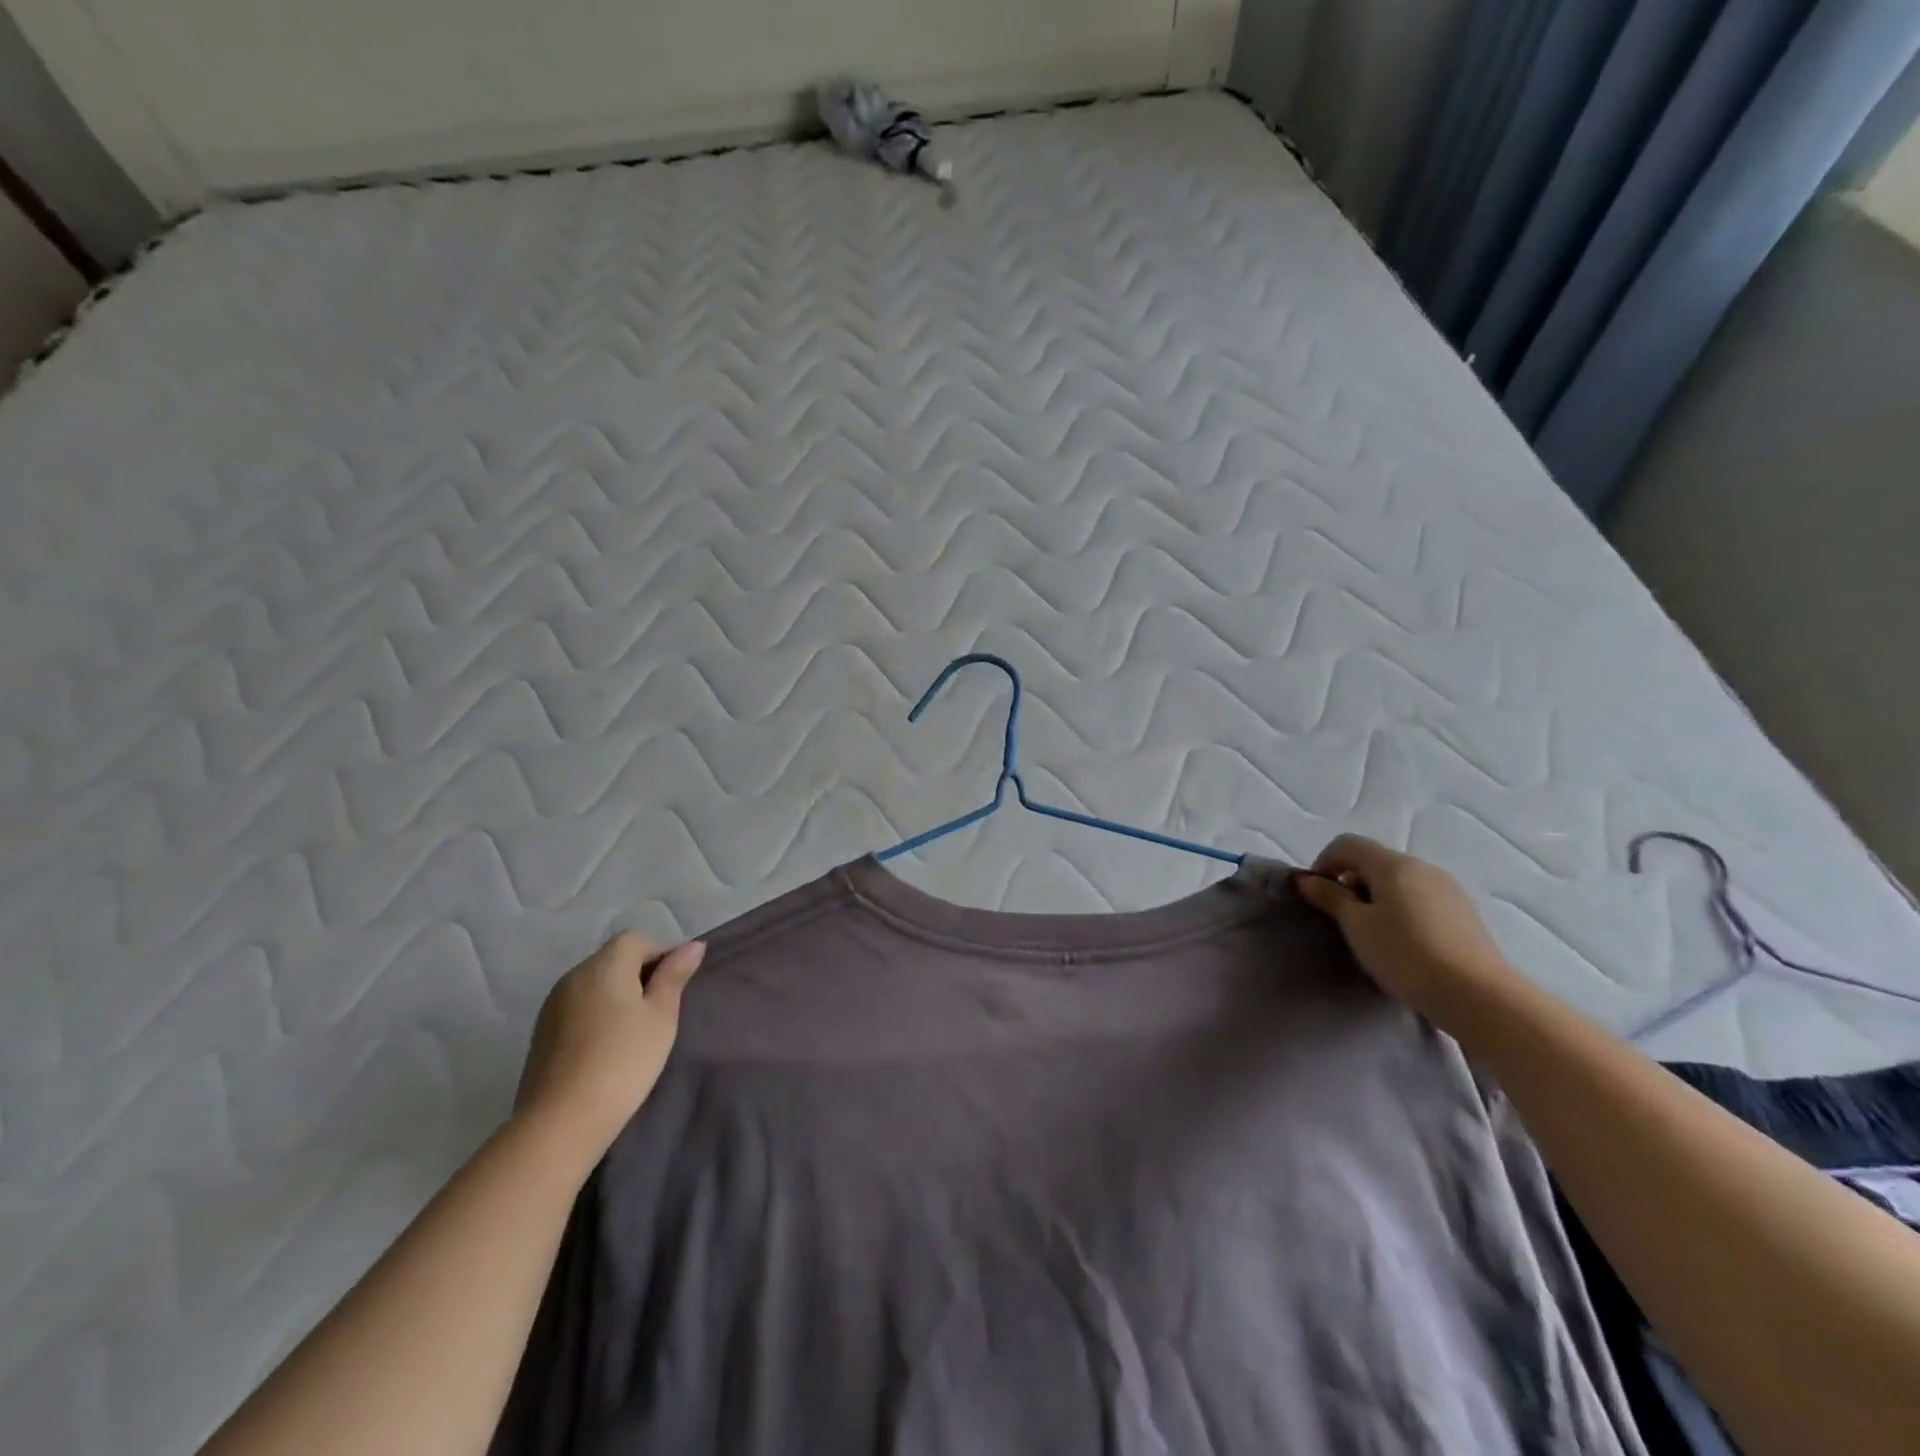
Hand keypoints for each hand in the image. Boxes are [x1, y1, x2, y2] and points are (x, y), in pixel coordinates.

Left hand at [514, 932, 705, 1159]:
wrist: (561, 1122)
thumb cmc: (624, 1061)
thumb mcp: (661, 1016)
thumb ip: (674, 976)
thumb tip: (692, 945)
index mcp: (604, 965)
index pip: (636, 940)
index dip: (660, 954)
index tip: (675, 987)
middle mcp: (574, 976)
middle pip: (613, 959)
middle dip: (639, 975)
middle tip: (660, 1011)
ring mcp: (552, 1005)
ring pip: (595, 984)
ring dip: (617, 996)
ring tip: (635, 1031)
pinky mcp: (542, 1032)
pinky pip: (578, 1007)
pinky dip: (597, 1015)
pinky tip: (607, 1047)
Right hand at [1295, 835, 1519, 1026]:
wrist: (1479, 997)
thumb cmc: (1406, 955)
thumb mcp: (1357, 927)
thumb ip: (1330, 897)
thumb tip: (1307, 879)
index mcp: (1393, 864)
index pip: (1347, 844)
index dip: (1324, 863)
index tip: (1317, 896)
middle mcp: (1423, 867)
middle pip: (1375, 861)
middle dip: (1350, 882)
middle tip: (1342, 919)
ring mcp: (1448, 889)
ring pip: (1399, 881)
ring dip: (1376, 897)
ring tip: (1372, 934)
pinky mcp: (1464, 913)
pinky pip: (1420, 899)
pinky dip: (1401, 910)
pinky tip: (1403, 943)